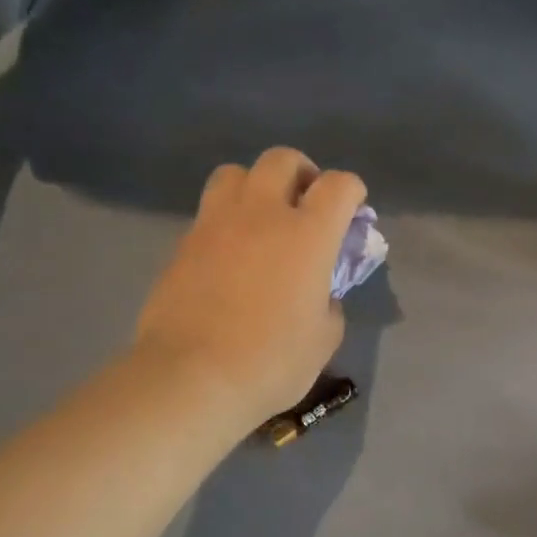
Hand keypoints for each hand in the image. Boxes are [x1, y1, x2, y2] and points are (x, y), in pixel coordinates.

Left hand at [134, 147, 366, 426]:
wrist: (190, 377)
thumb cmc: (270, 362)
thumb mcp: (324, 339)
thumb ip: (329, 303)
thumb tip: (320, 294)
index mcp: (307, 234)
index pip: (338, 185)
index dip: (352, 191)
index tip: (353, 211)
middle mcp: (262, 214)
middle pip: (282, 160)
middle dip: (302, 173)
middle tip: (306, 204)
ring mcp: (216, 223)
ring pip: (236, 173)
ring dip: (256, 185)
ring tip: (261, 218)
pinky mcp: (184, 243)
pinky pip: (210, 211)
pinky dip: (227, 219)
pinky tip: (231, 253)